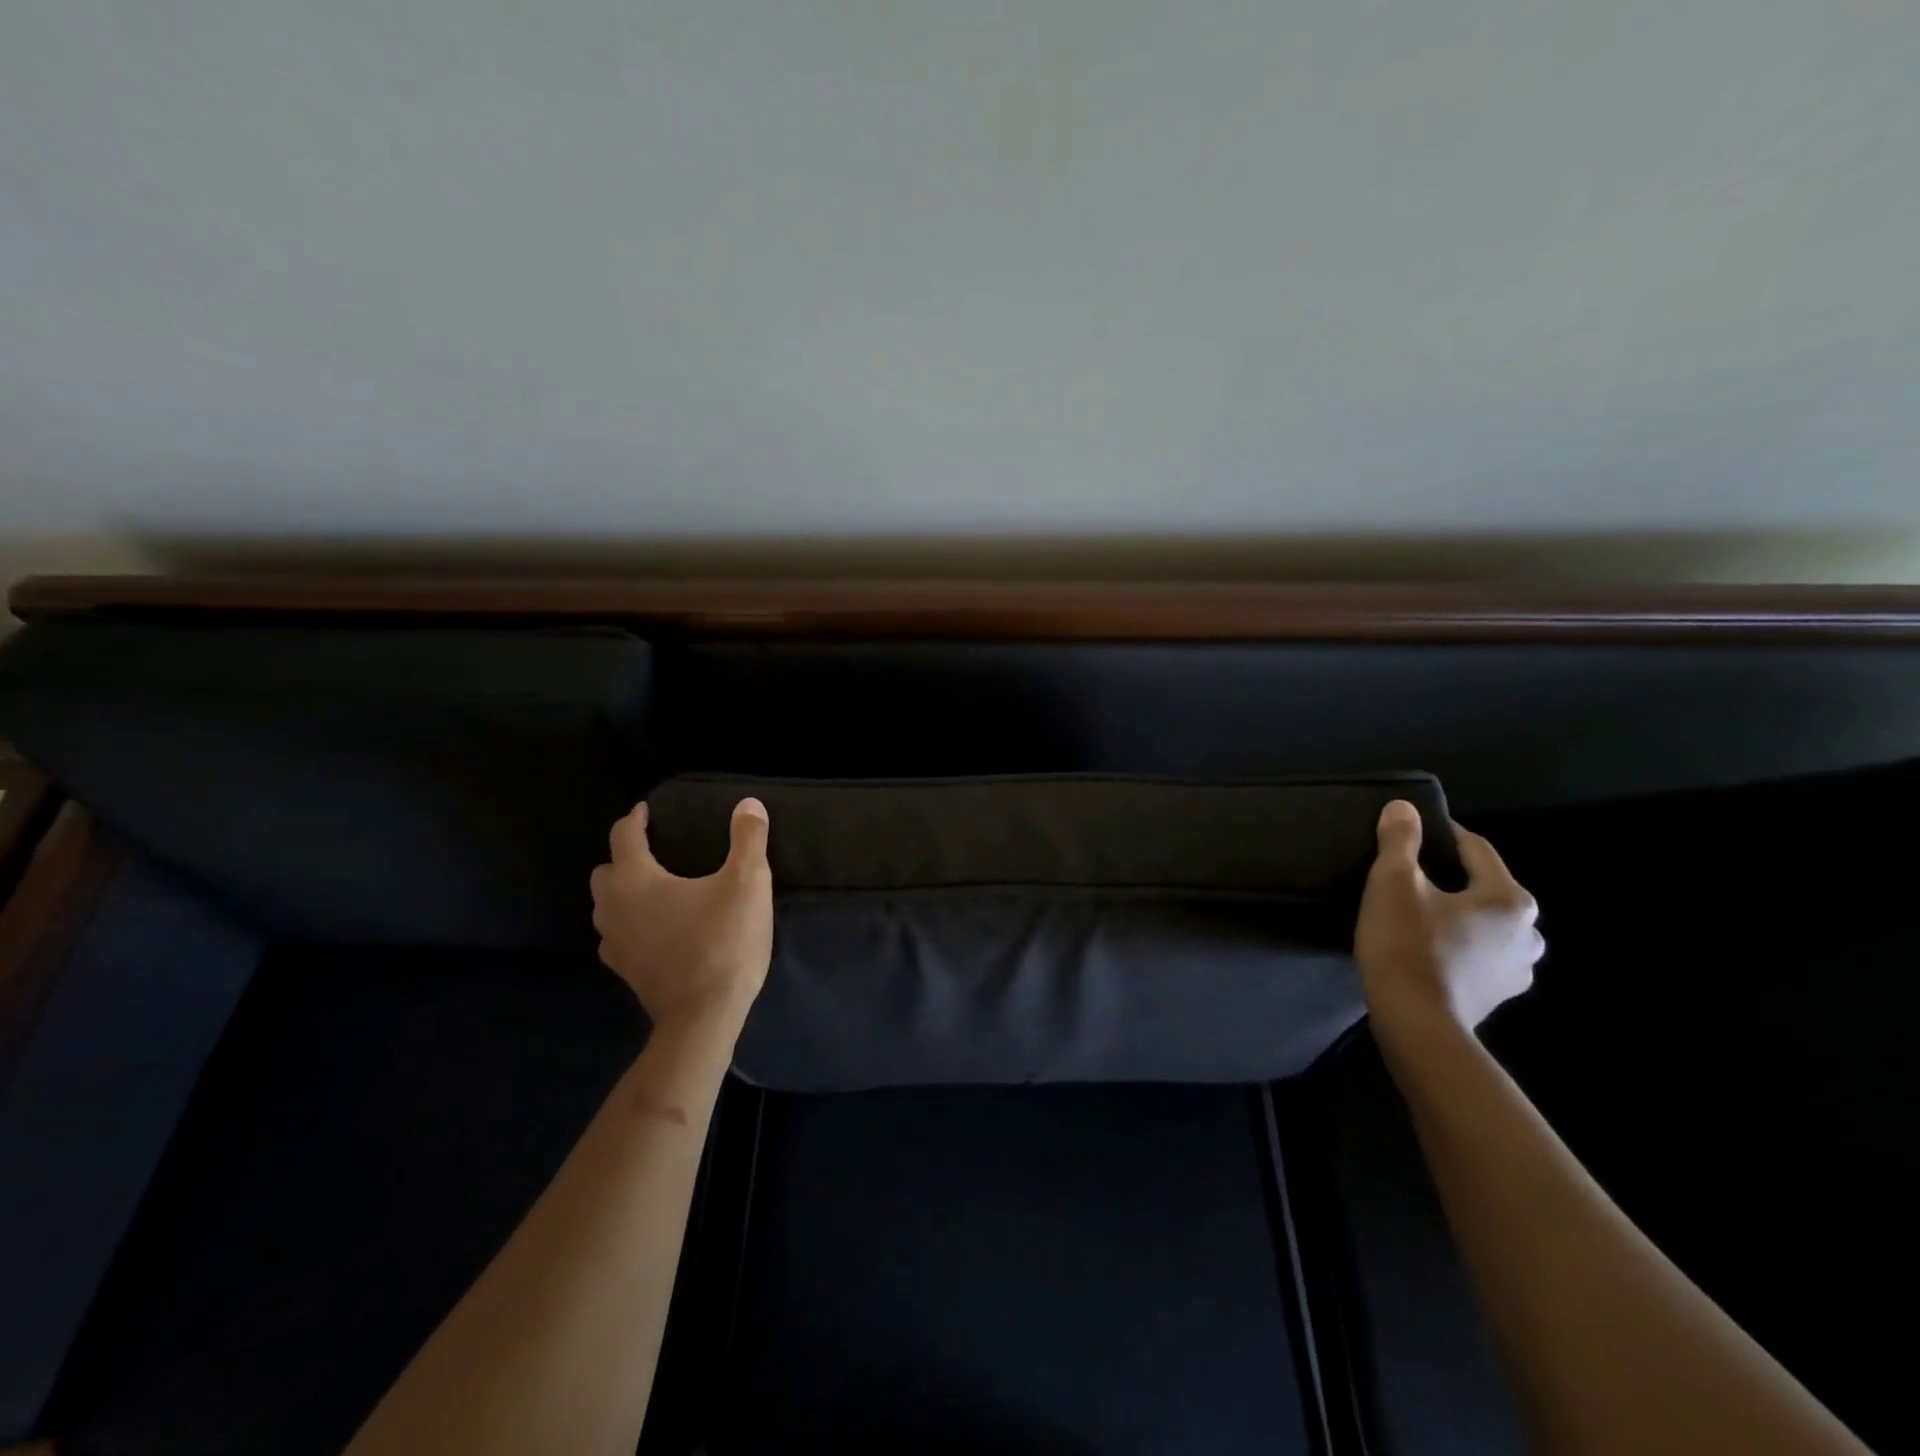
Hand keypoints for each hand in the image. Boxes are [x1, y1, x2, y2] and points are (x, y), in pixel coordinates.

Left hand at [590, 797, 773, 1034]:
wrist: (705, 1015)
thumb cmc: (724, 941)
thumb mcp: (748, 882)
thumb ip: (748, 839)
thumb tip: (749, 803)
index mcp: (636, 880)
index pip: (624, 836)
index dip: (635, 819)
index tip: (646, 810)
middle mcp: (614, 908)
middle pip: (604, 872)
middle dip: (623, 857)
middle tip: (652, 851)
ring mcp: (615, 944)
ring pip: (605, 907)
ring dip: (622, 892)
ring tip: (652, 889)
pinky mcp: (626, 971)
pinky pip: (616, 936)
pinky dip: (628, 924)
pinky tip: (653, 929)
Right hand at [1354, 800, 1543, 1038]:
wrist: (1415, 1023)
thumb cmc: (1407, 944)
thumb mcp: (1393, 882)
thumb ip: (1400, 840)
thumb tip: (1403, 807)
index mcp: (1508, 898)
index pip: (1475, 848)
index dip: (1441, 834)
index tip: (1410, 831)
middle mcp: (1529, 932)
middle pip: (1483, 887)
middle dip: (1450, 877)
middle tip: (1407, 877)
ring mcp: (1518, 969)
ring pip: (1483, 923)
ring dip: (1456, 914)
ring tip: (1416, 914)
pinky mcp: (1498, 995)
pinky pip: (1478, 953)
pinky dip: (1457, 944)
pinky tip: (1426, 948)